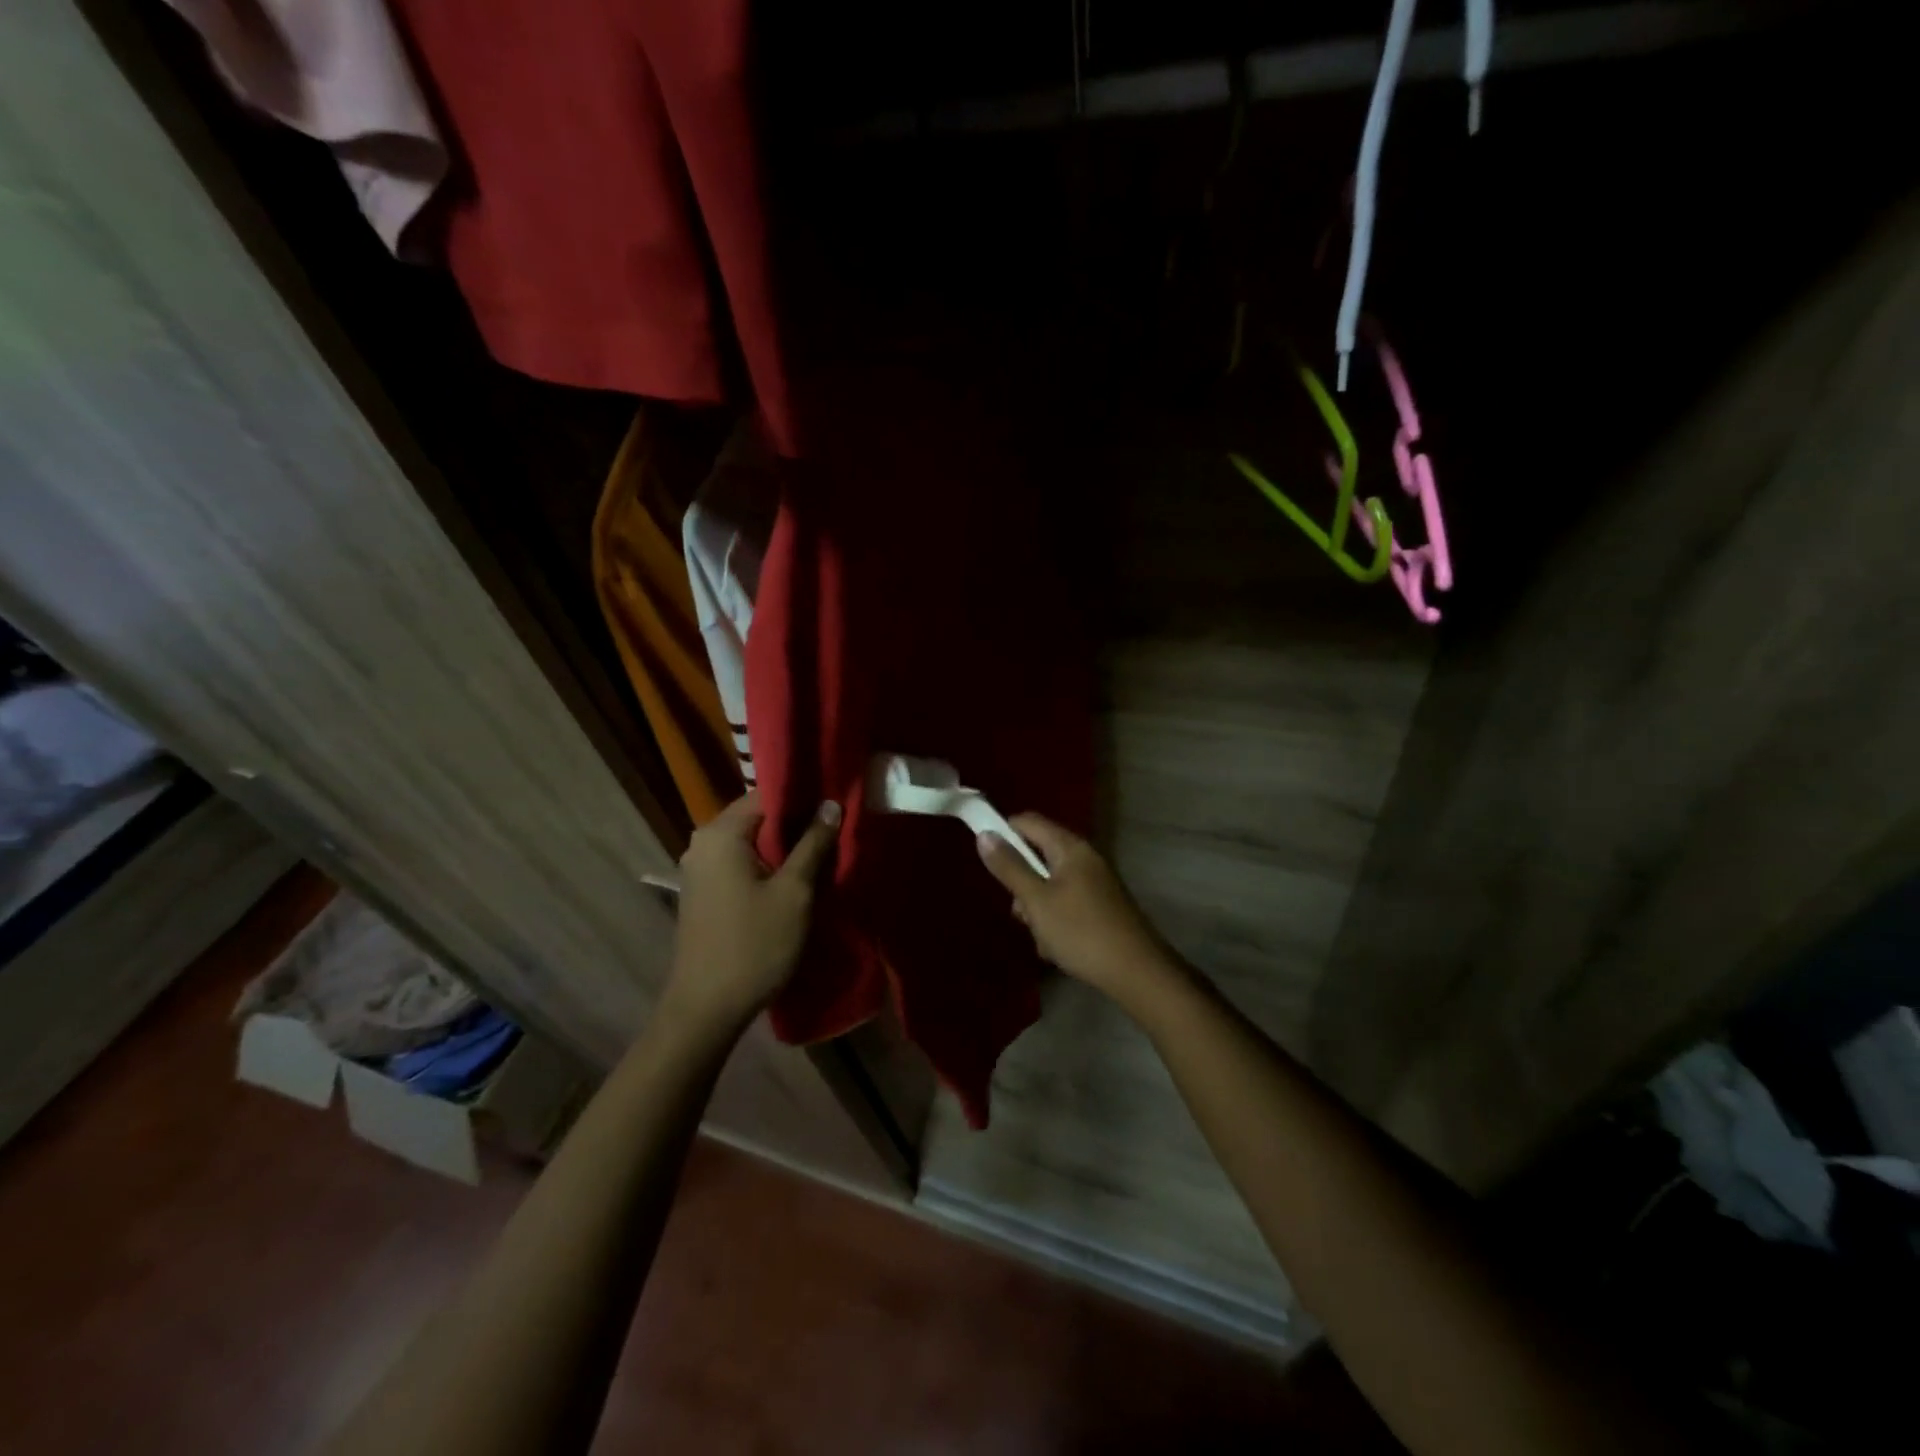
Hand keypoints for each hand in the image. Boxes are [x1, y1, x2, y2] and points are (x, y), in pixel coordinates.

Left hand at [661, 791, 839, 1035]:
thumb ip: (813, 843)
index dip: (803, 797)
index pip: (766, 794)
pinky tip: (792, 880)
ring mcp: (699, 869)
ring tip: (821, 856)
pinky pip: (739, 863)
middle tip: (834, 833)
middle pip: (757, 817)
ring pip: (750, 842)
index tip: (835, 806)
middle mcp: (703, 843)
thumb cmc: (754, 945)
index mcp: (720, 833)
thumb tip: (831, 804)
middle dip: (795, 824)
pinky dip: (765, 865)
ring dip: (783, 848)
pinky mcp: (702, 892)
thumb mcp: (795, 892)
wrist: (706, 1009)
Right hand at [976, 814, 1177, 1008]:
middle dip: (1021, 883)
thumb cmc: (1081, 931)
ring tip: (1041, 937)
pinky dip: (1054, 921)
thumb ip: (1010, 867)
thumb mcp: (1037, 901)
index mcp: (1070, 848)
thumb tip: (984, 834)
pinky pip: (1065, 904)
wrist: (1137, 972)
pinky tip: (1056, 948)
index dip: (1003, 831)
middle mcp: (1084, 858)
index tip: (986, 858)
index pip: (1029, 822)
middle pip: (1038, 855)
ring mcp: (1095, 883)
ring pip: (1049, 885)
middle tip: (1020, 912)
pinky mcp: (1100, 907)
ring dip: (1036, 908)